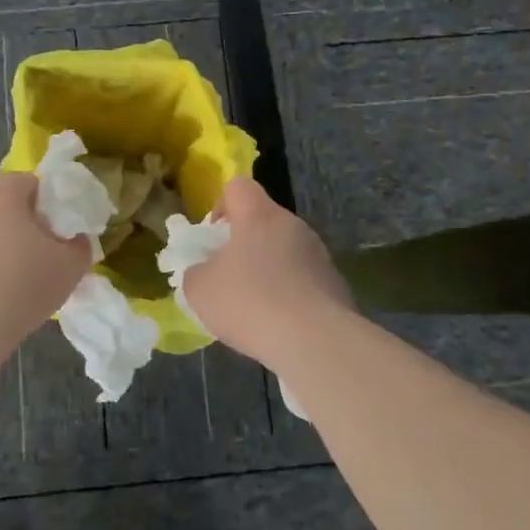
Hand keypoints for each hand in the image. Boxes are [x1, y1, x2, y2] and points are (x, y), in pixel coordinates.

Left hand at [0, 174, 91, 348]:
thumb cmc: (22, 287)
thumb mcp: (71, 266)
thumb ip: (81, 244)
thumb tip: (74, 239)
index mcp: (2, 193)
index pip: (31, 182)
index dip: (49, 204)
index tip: (57, 233)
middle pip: (4, 201)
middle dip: (23, 221)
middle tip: (40, 253)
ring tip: (13, 274)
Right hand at [181, 177, 351, 365]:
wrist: (317, 342)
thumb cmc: (251, 303)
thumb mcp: (200, 290)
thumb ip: (195, 272)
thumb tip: (203, 271)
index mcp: (259, 215)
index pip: (238, 186)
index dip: (220, 206)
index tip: (213, 239)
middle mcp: (293, 225)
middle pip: (262, 220)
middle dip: (243, 243)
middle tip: (227, 276)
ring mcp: (318, 254)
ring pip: (283, 250)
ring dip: (267, 269)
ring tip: (253, 307)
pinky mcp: (334, 283)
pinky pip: (302, 278)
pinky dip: (288, 293)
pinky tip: (279, 324)